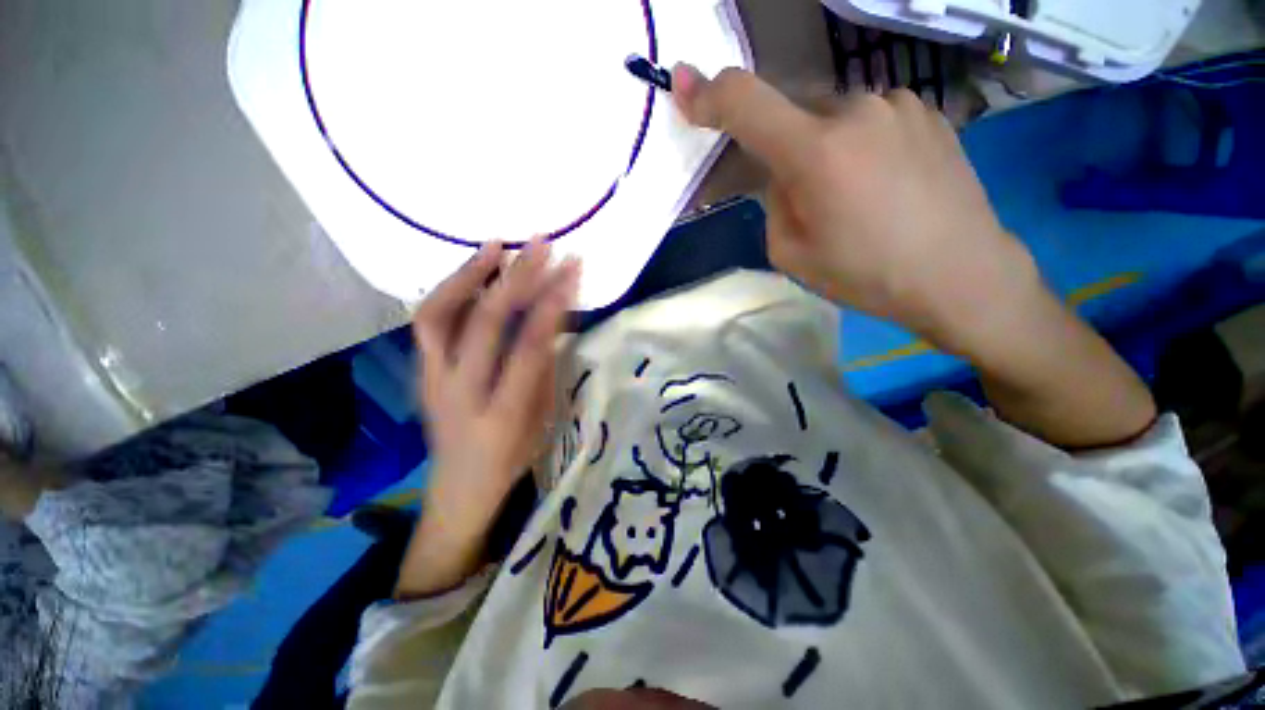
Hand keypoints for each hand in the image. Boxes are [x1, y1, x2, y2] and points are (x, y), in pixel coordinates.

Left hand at [398, 238, 578, 596]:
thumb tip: (552, 322)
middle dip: (518, 278)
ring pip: (440, 314)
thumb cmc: (511, 462)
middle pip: (486, 323)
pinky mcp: (422, 371)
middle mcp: (460, 393)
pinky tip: (474, 271)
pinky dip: (452, 289)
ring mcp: (432, 380)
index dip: (552, 306)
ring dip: (470, 274)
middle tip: (542, 245)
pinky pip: (430, 321)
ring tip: (497, 245)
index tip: (571, 272)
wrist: (458, 489)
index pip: (529, 348)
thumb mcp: (541, 423)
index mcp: (502, 414)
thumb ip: (544, 371)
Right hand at [672, 65, 1154, 447]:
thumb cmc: (866, 275)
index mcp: (816, 152)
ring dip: (823, 148)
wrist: (961, 275)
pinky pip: (869, 120)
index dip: (709, 93)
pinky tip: (882, 184)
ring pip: (832, 117)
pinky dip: (858, 145)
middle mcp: (856, 109)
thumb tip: (782, 173)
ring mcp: (897, 103)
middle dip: (782, 147)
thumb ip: (774, 202)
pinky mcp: (926, 110)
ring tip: (851, 196)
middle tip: (804, 196)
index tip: (684, 86)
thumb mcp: (791, 253)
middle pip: (792, 113)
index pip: (747, 102)